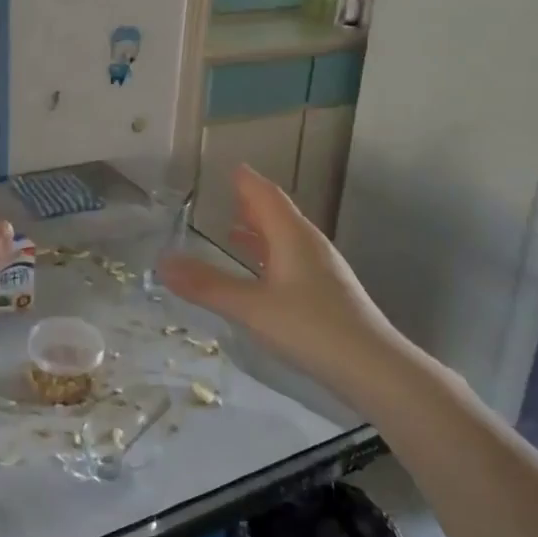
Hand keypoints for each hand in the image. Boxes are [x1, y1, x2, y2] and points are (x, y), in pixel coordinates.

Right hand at [159, 164, 395, 386]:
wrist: (374, 369)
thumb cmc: (312, 329)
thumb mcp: (252, 307)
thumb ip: (207, 285)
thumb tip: (162, 262)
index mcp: (292, 236)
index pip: (266, 196)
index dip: (247, 181)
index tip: (228, 167)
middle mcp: (309, 245)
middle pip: (277, 213)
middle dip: (251, 203)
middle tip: (225, 194)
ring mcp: (322, 269)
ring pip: (285, 238)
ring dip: (260, 230)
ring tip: (233, 229)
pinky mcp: (327, 293)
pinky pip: (291, 260)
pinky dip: (270, 255)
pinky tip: (261, 274)